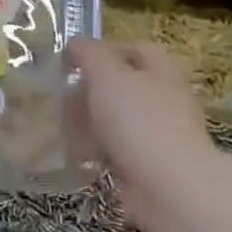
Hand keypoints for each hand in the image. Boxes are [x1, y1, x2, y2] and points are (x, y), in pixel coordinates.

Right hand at [69, 38, 215, 221]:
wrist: (169, 187)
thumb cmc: (138, 121)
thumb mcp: (107, 75)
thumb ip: (89, 54)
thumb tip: (75, 44)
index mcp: (161, 71)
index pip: (136, 49)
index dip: (104, 51)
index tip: (72, 64)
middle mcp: (165, 99)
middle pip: (124, 86)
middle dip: (91, 91)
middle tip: (62, 100)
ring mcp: (160, 135)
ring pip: (118, 121)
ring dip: (91, 124)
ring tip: (62, 130)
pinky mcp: (150, 166)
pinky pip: (117, 152)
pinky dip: (97, 153)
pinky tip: (77, 157)